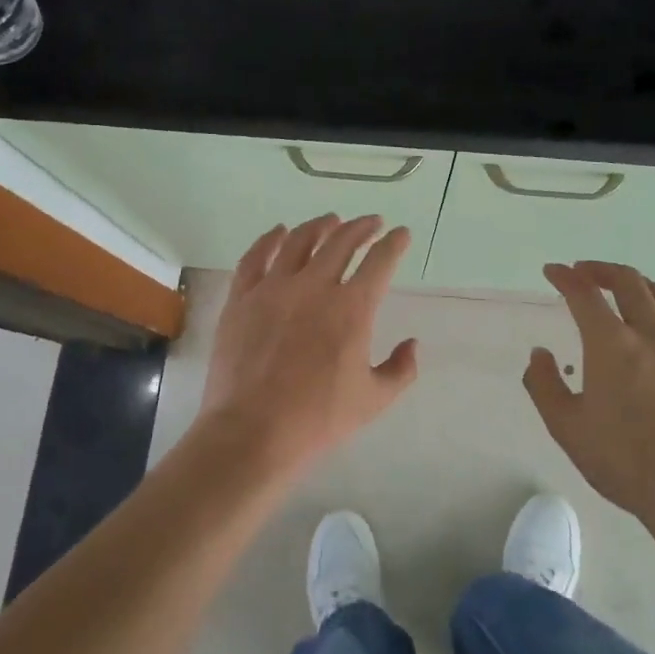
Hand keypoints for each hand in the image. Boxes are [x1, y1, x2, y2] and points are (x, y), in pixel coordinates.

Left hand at [195, 215, 417, 476]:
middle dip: (361, 227)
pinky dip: (270, 239)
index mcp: (351, 308)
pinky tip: (279, 232)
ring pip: (300, 241)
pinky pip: (256, 257)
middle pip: (342, 241)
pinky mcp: (242, 297)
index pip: (380, 261)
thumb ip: (401, 370)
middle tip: (371, 222)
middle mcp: (314, 286)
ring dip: (320, 226)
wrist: (252, 432)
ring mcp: (274, 288)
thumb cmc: (317, 419)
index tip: (401, 234)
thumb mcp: (373, 401)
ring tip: (330, 221)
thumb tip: (412, 344)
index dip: (394, 243)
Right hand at [525, 261, 654, 528]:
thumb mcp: (567, 427)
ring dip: (632, 283)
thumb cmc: (623, 461)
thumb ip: (544, 384)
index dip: (564, 277)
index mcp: (612, 344)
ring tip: (617, 288)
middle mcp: (650, 334)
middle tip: (583, 272)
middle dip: (600, 269)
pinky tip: (654, 321)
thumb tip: (540, 354)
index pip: (584, 293)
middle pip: (627, 281)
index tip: (552, 271)